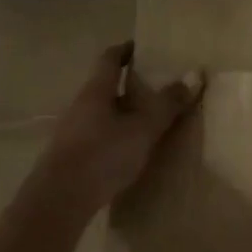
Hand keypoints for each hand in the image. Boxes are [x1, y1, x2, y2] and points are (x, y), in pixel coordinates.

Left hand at [37, 43, 203, 214]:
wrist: (56, 204)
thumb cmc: (101, 155)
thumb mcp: (142, 129)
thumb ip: (167, 104)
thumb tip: (195, 74)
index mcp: (96, 90)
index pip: (109, 58)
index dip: (126, 50)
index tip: (143, 47)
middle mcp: (80, 106)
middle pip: (105, 86)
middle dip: (129, 85)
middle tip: (157, 87)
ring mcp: (72, 133)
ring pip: (101, 113)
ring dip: (123, 113)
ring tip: (149, 121)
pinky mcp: (70, 159)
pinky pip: (97, 137)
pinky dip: (115, 136)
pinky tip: (130, 152)